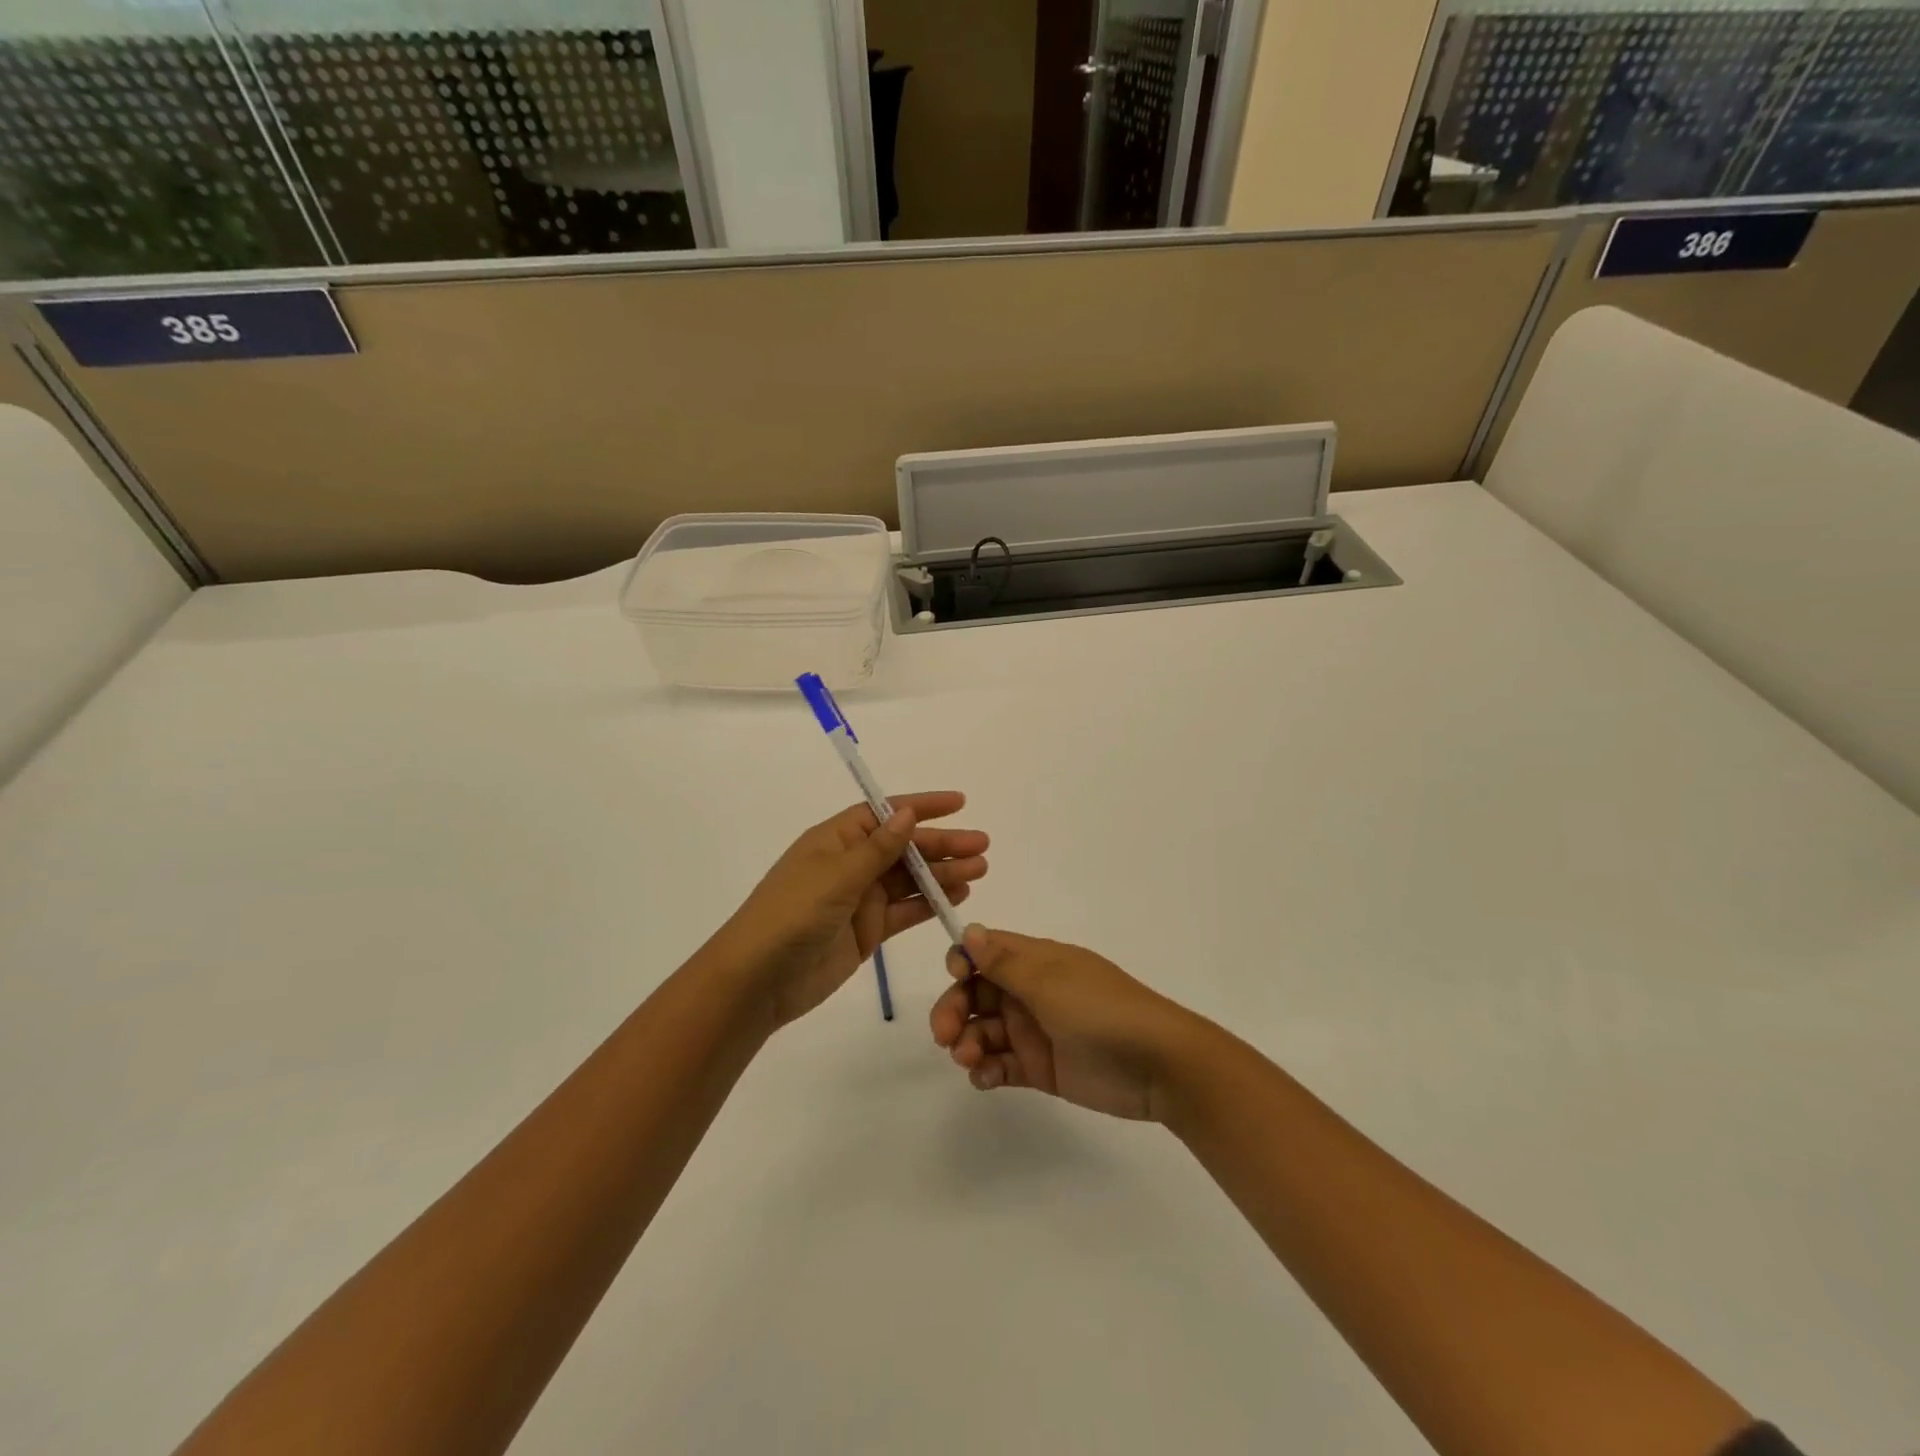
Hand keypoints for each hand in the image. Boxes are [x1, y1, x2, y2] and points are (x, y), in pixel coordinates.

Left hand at [714, 792, 988, 1030]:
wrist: (759, 979)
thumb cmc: (793, 913)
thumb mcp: (837, 874)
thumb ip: (878, 848)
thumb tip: (907, 813)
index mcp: (837, 839)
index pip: (886, 813)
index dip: (922, 806)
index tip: (959, 803)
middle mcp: (850, 863)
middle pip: (904, 847)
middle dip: (942, 844)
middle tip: (982, 845)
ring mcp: (859, 898)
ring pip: (909, 879)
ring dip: (943, 874)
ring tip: (979, 869)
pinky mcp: (866, 931)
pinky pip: (904, 910)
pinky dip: (930, 903)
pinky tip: (958, 896)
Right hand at [928, 925, 1210, 1120]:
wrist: (1158, 1065)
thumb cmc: (1100, 1010)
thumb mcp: (1049, 981)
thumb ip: (1004, 962)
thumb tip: (969, 929)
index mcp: (1036, 961)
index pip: (987, 952)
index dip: (964, 961)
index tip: (955, 977)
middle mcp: (1031, 992)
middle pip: (977, 993)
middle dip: (955, 1010)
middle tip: (944, 1037)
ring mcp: (1036, 1030)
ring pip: (985, 1031)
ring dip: (968, 1043)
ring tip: (970, 1062)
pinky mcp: (1042, 1068)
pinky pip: (1002, 1065)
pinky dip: (987, 1071)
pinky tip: (985, 1079)